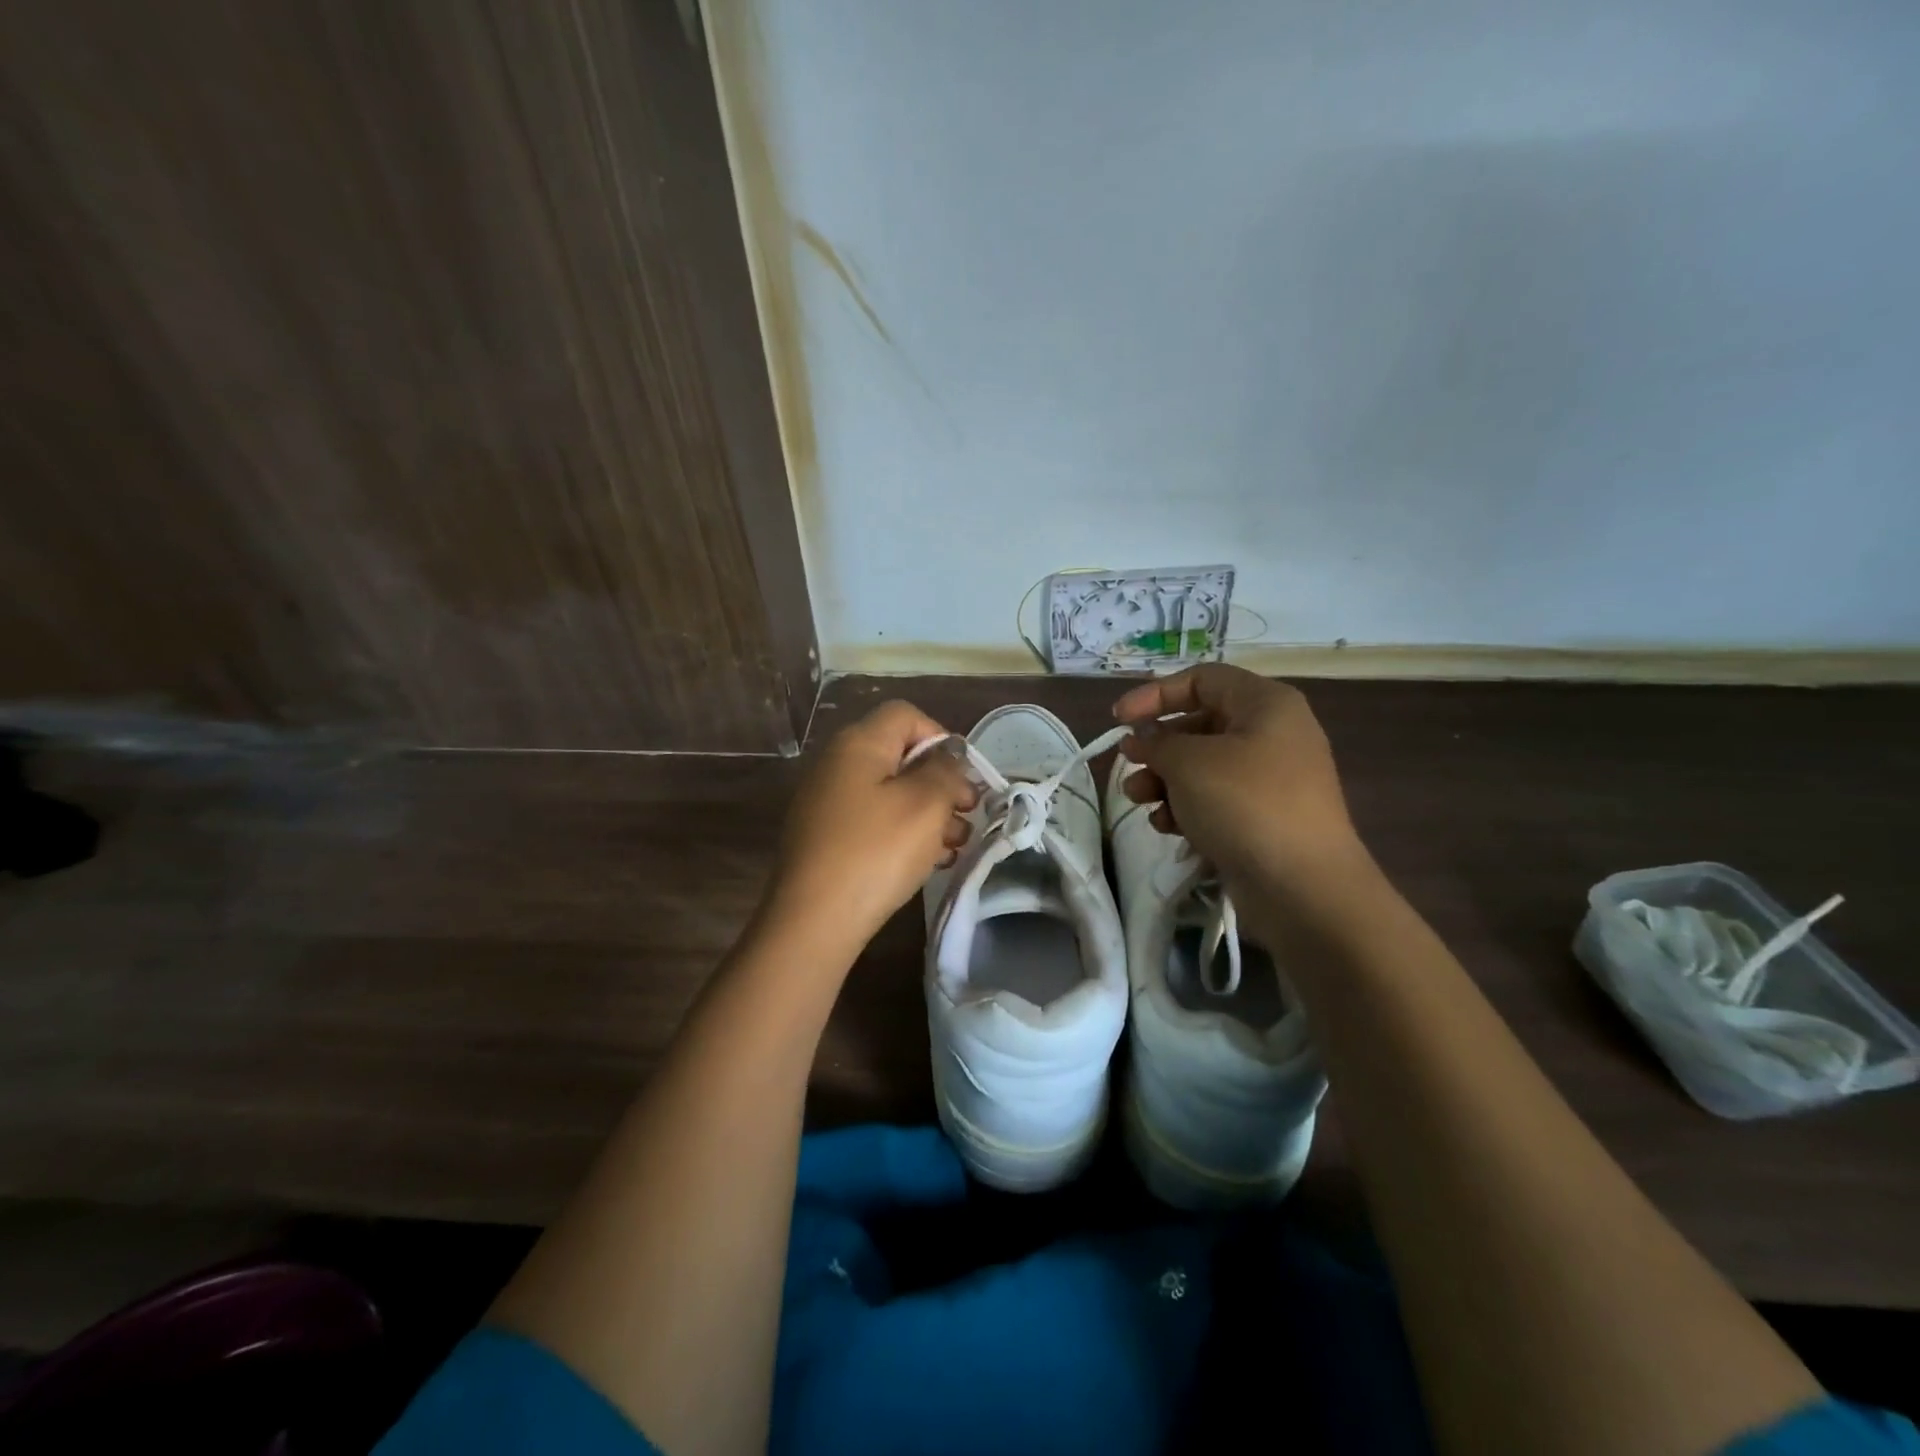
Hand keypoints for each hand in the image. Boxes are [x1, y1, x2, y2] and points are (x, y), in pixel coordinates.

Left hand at [767, 700, 976, 950]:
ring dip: (929, 814)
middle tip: (968, 816)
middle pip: (900, 756)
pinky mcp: (827, 837)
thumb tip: (949, 753)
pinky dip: (904, 834)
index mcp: (858, 743)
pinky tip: (929, 862)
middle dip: (941, 783)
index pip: (906, 715)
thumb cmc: (876, 851)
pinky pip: (874, 822)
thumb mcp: (925, 804)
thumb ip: (946, 770)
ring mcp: (828, 802)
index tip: (964, 778)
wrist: (814, 920)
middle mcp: (837, 764)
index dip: (942, 739)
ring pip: (891, 793)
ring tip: (955, 847)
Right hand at [1112, 665, 1363, 890]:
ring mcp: (1271, 779)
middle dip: (1158, 746)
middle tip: (1129, 764)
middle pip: (1200, 724)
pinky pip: (1217, 800)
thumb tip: (1142, 737)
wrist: (1303, 887)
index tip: (1118, 719)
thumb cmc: (1245, 805)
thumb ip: (1157, 742)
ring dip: (1164, 780)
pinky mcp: (1264, 818)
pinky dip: (1188, 808)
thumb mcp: (1189, 763)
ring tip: (1139, 800)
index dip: (1155, 694)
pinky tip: (1168, 828)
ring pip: (1204, 766)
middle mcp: (1273, 734)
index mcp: (1266, 704)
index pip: (1202, 679)